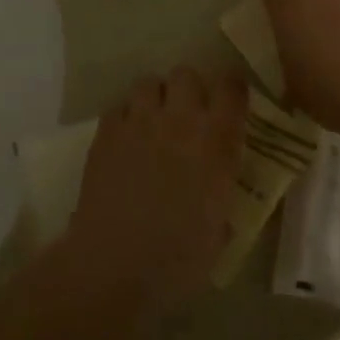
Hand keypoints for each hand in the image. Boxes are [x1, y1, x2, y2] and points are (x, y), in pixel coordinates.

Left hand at [62, 66, 246, 324]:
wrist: (114, 265)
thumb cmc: (177, 260)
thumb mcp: (220, 230)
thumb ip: (223, 193)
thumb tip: (221, 182)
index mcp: (216, 142)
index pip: (232, 89)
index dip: (233, 89)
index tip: (232, 100)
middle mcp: (179, 120)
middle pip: (186, 74)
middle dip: (189, 89)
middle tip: (188, 114)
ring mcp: (139, 122)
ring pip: (148, 82)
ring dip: (155, 98)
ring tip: (153, 121)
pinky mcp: (107, 132)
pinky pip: (119, 106)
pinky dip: (125, 117)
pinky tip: (126, 140)